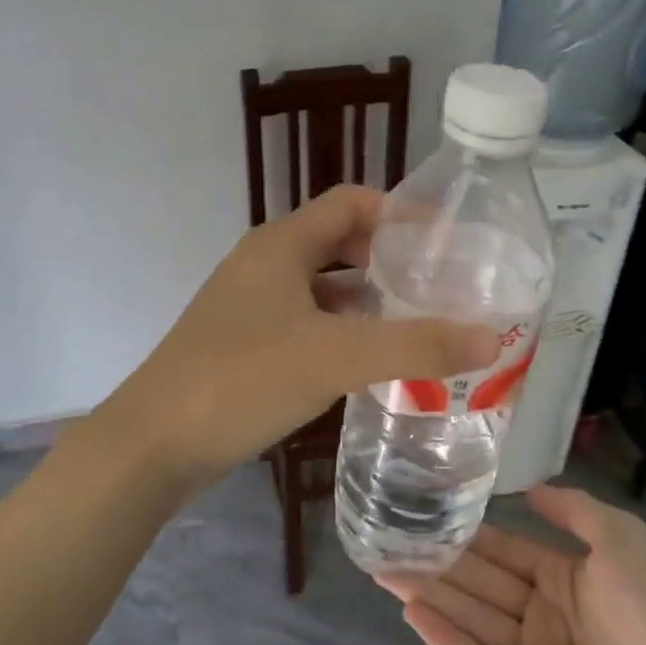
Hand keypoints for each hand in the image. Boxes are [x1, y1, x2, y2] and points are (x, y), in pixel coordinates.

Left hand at [93, 185, 499, 499]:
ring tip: (419, 324)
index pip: (351, 202)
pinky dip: (341, 332)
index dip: (400, 212)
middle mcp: (264, 264)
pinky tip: (368, 362)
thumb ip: (415, 346)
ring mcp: (250, 305)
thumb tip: (492, 336)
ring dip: (367, 300)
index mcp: (281, 244)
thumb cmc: (242, 380)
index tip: (449, 240)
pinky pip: (305, 322)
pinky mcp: (244, 344)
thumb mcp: (335, 357)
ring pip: (322, 288)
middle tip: (442, 286)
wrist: (153, 442)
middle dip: (390, 259)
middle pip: (338, 242)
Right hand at [379, 485, 645, 644]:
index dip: (465, 535)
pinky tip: (414, 614)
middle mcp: (544, 615)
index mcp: (565, 578)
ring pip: (473, 620)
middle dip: (435, 564)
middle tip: (385, 544)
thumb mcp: (620, 536)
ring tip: (384, 571)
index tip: (424, 516)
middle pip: (479, 584)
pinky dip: (448, 641)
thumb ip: (573, 510)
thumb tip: (529, 487)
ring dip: (430, 596)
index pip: (503, 551)